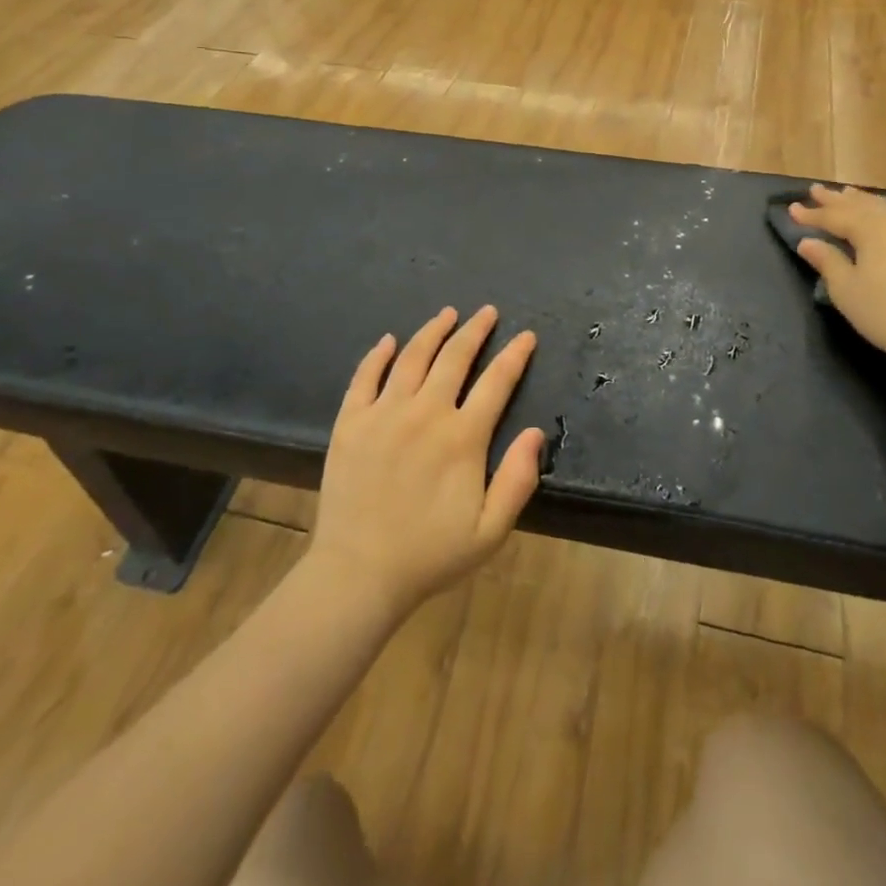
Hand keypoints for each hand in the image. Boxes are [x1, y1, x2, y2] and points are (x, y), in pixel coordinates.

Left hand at [309, 306, 545, 619]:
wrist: (358, 573)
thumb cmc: (430, 554)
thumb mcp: (490, 531)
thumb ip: (518, 479)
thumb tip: (535, 432)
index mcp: (462, 437)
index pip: (497, 381)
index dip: (515, 355)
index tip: (526, 336)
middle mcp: (425, 413)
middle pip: (455, 357)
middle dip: (475, 329)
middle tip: (487, 312)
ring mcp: (383, 413)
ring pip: (412, 357)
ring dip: (433, 331)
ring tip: (448, 313)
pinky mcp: (350, 422)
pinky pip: (365, 376)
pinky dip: (378, 354)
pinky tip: (389, 340)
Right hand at [789, 184, 885, 377]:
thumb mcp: (847, 291)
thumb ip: (827, 262)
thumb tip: (807, 242)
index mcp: (870, 228)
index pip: (834, 216)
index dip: (811, 214)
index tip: (791, 209)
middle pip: (861, 204)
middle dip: (836, 199)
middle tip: (816, 190)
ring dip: (864, 201)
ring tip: (849, 195)